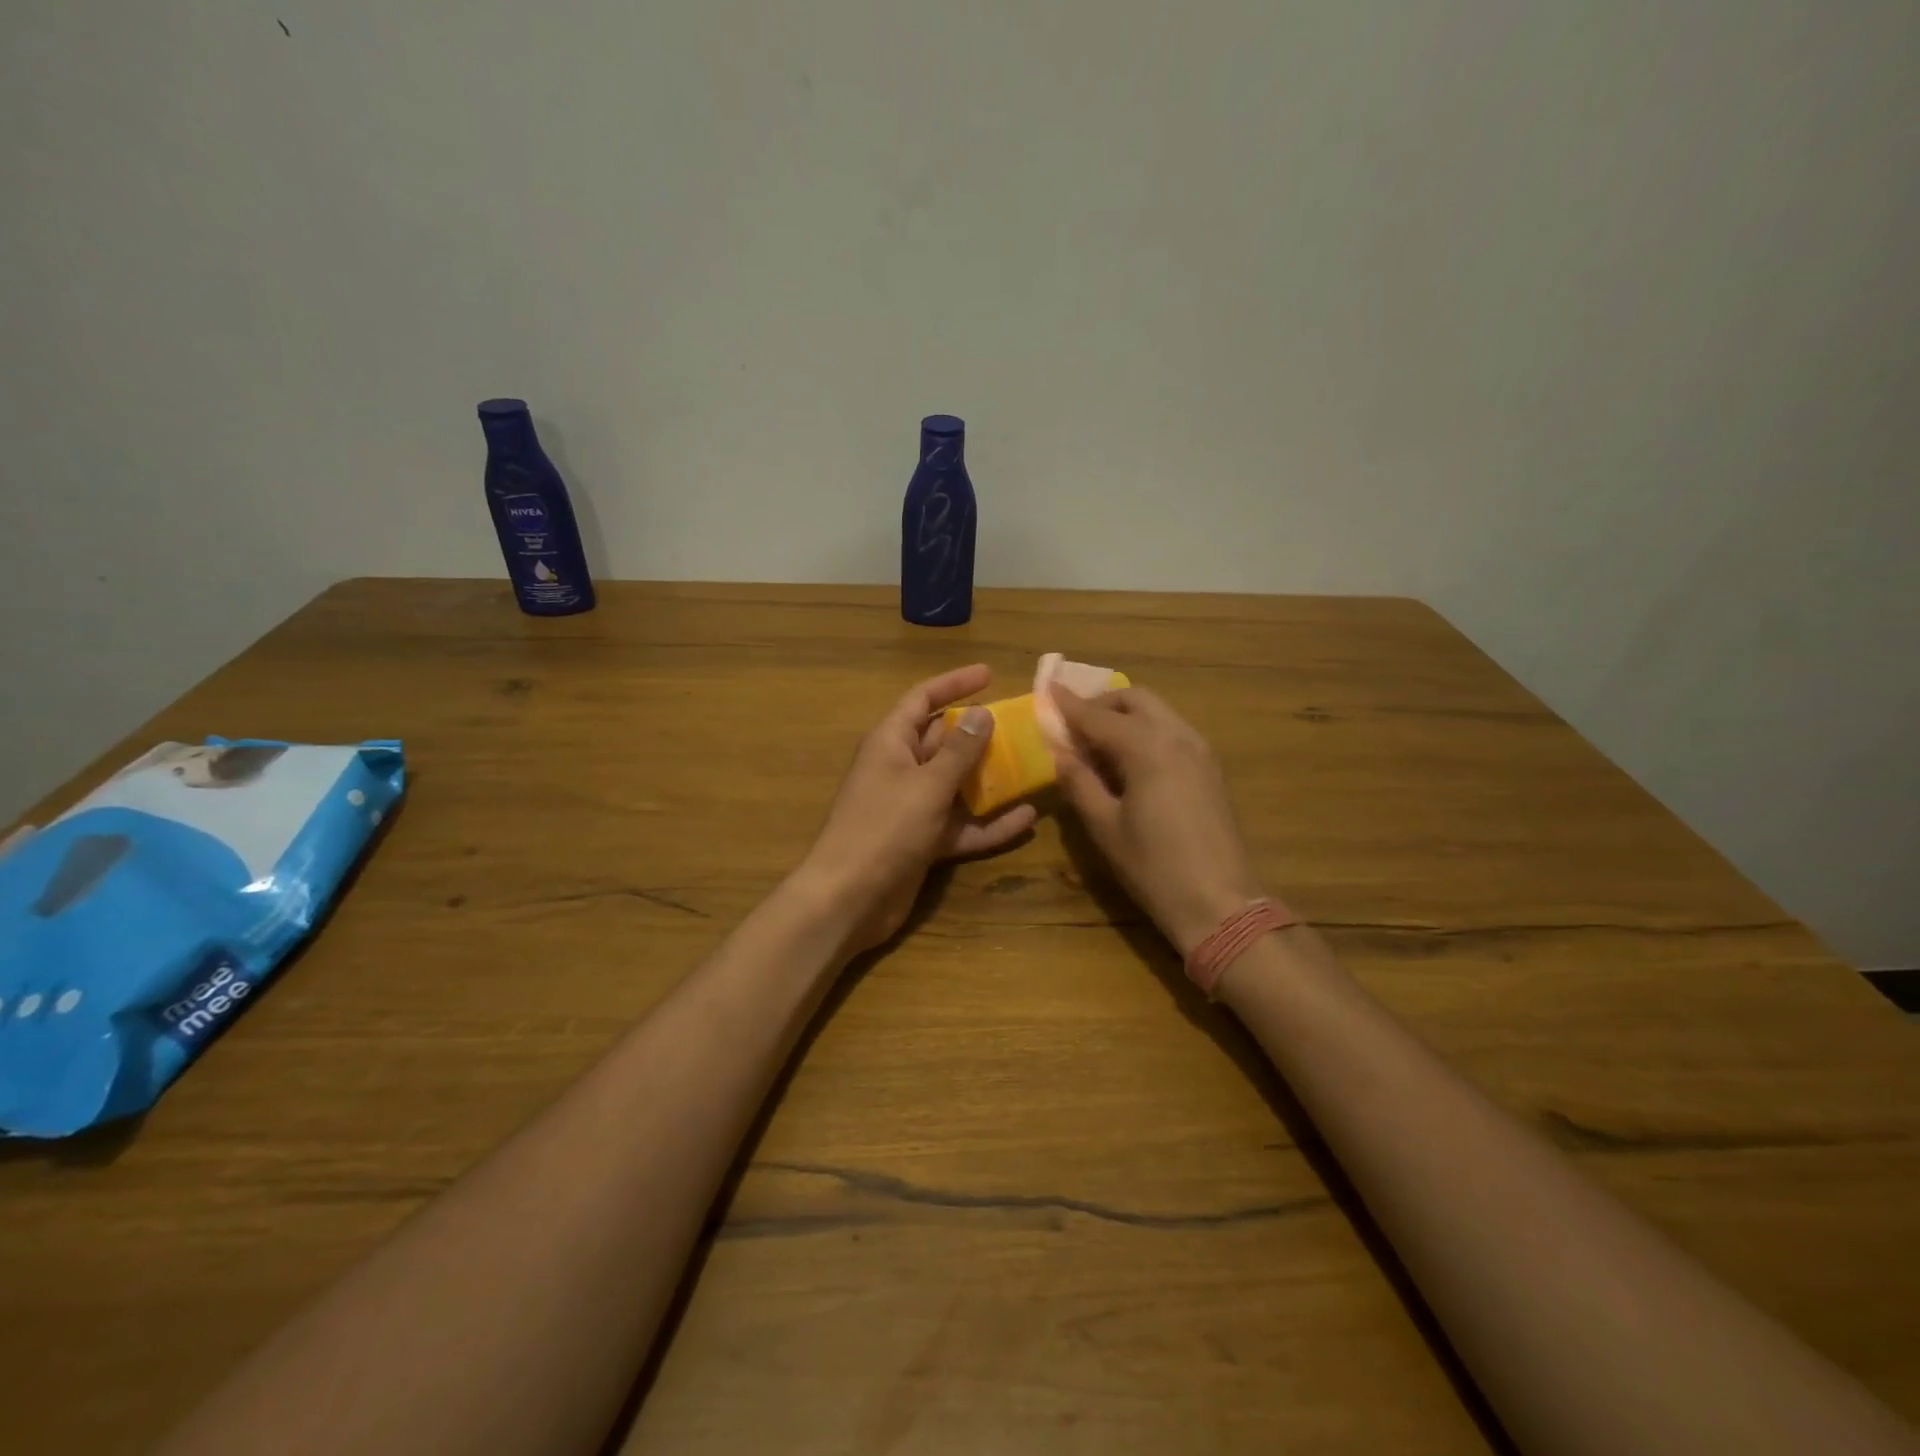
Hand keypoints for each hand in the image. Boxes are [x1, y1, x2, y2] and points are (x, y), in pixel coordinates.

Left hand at [802, 665, 1036, 952]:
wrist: (849, 898)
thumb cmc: (885, 828)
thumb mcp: (927, 784)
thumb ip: (959, 750)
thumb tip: (982, 713)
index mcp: (891, 743)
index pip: (922, 699)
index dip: (954, 683)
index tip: (990, 674)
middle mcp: (901, 769)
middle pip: (943, 741)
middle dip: (980, 734)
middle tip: (1022, 726)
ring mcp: (912, 807)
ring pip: (957, 784)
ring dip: (990, 779)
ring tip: (1031, 768)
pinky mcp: (922, 841)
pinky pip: (961, 824)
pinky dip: (989, 823)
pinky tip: (1027, 819)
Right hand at [1050, 685, 1263, 956]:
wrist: (1220, 903)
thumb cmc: (1153, 867)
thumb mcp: (1104, 827)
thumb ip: (1079, 782)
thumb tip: (1061, 754)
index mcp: (1147, 748)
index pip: (1098, 716)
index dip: (1069, 704)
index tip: (1046, 689)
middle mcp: (1177, 736)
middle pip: (1135, 699)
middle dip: (1101, 703)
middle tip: (1073, 722)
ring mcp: (1200, 750)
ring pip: (1158, 711)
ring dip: (1125, 714)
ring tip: (1097, 741)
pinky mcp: (1210, 768)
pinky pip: (1172, 731)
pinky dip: (1146, 730)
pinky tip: (1129, 759)